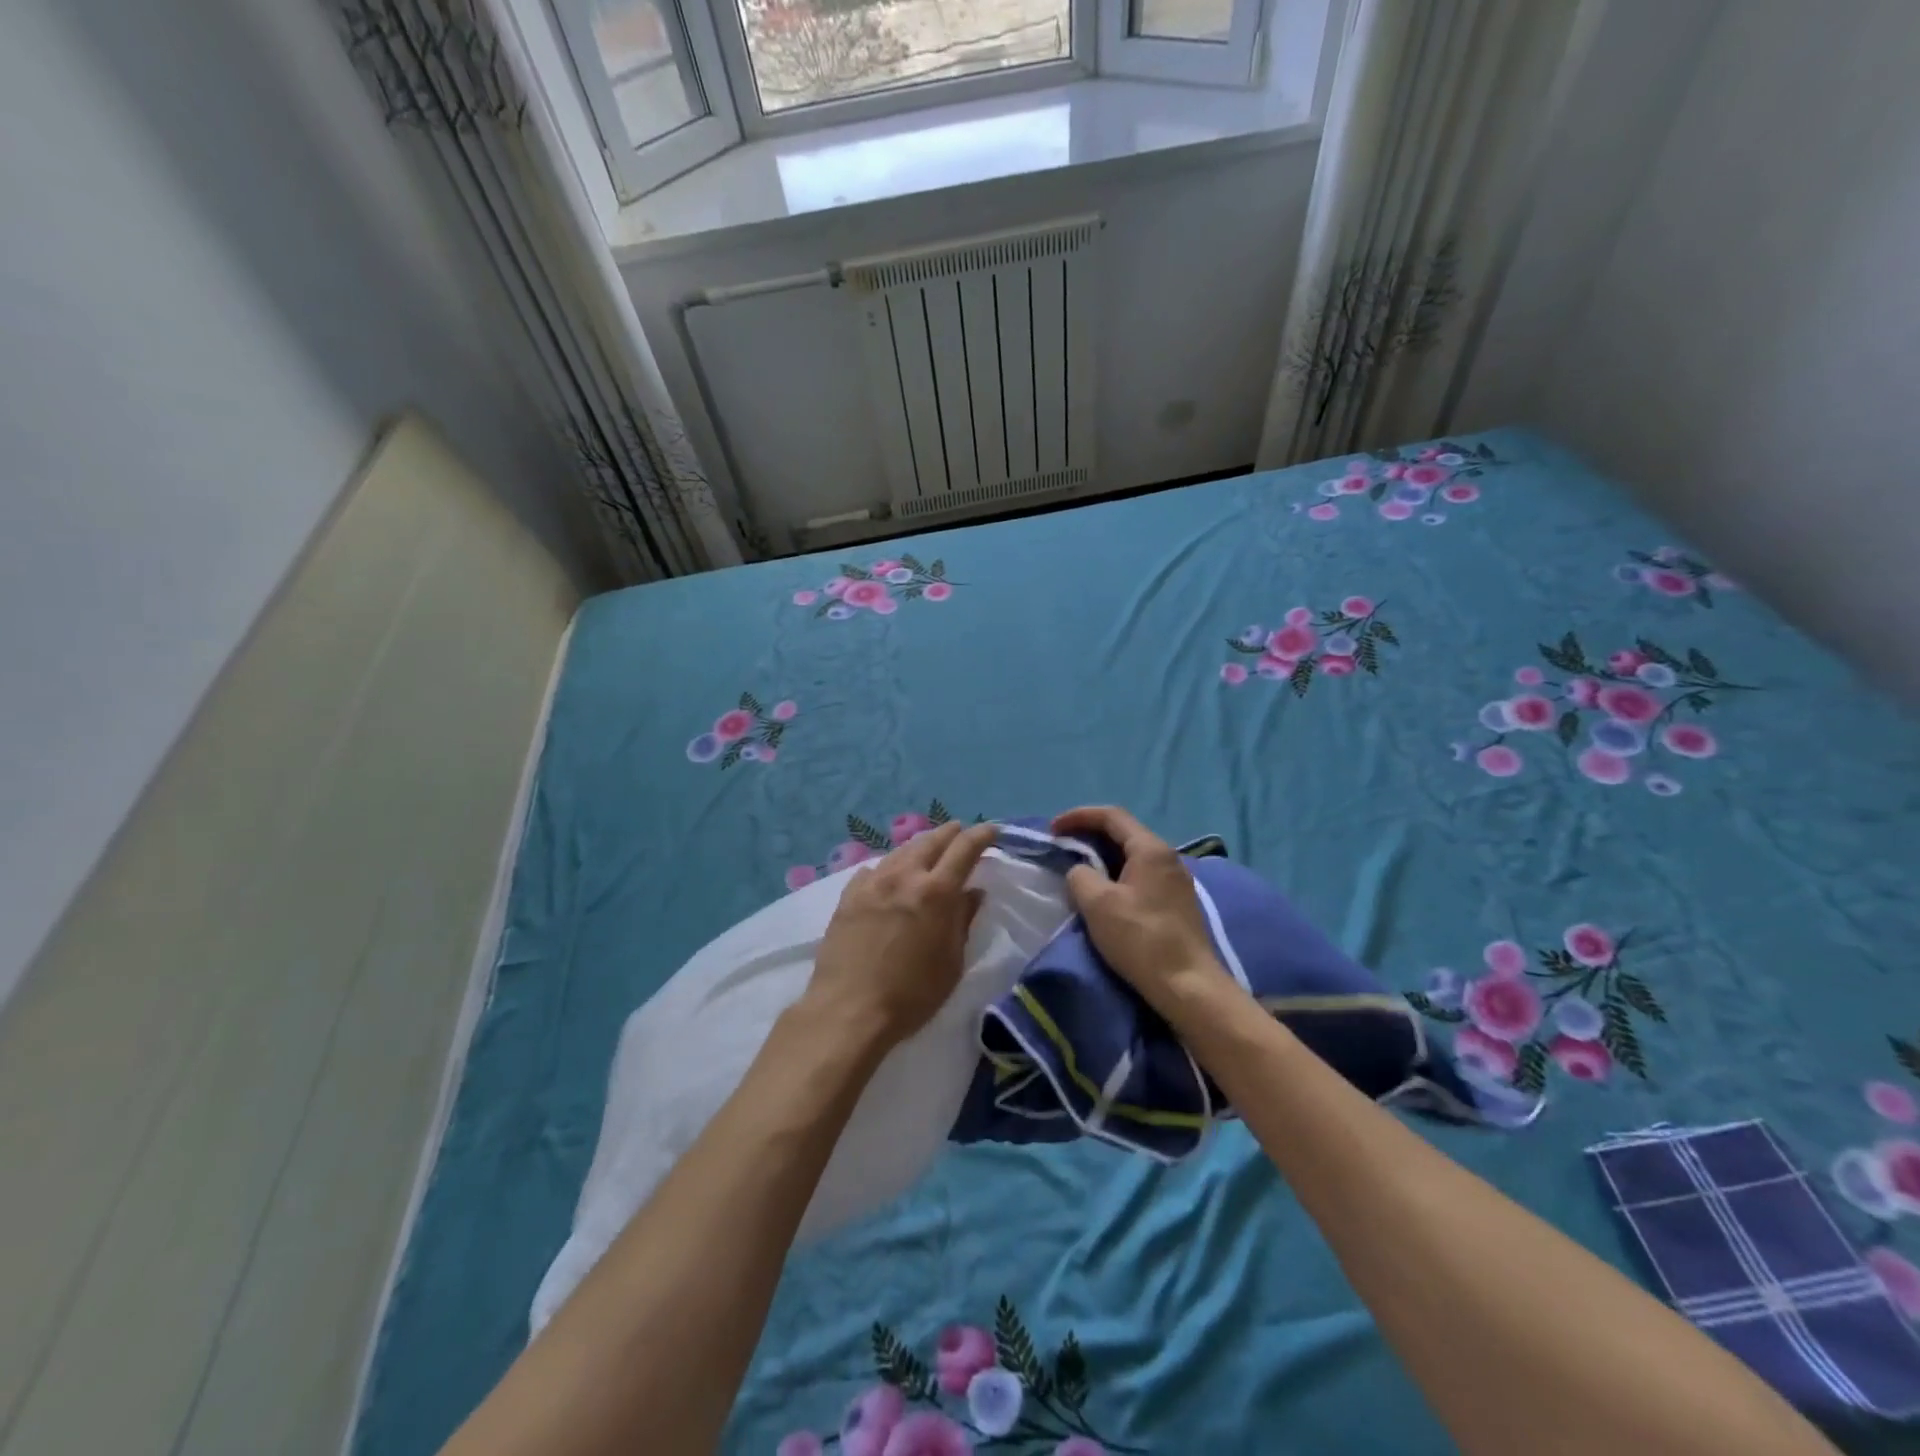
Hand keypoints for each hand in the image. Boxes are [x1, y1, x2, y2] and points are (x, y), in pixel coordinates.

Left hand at [803, 820, 999, 1050]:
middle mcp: (904, 876)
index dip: (981, 835)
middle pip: (931, 841)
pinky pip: (874, 869)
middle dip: (950, 833)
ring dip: (920, 846)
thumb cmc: (912, 995)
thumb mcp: (951, 962)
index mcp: (937, 892)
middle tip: (961, 831)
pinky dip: (890, 866)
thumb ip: (963, 921)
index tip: (992, 831)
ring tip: (929, 849)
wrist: (849, 1010)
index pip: (964, 848)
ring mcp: (872, 883)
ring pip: (901, 851)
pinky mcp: (848, 896)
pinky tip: (889, 875)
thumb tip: (973, 892)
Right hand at [1051, 806, 1235, 1018]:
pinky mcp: (1176, 902)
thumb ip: (1080, 876)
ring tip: (1078, 869)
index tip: (1053, 830)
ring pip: (1133, 854)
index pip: (1111, 816)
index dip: (1078, 816)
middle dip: (1090, 834)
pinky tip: (1104, 892)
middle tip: (1063, 847)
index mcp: (1150, 849)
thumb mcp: (1097, 904)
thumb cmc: (1141, 939)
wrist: (1187, 985)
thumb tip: (1080, 871)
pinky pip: (1141, 874)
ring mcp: (1176, 880)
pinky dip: (1117, 873)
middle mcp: (1167, 857)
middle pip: (1124, 832)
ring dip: (1103, 856)